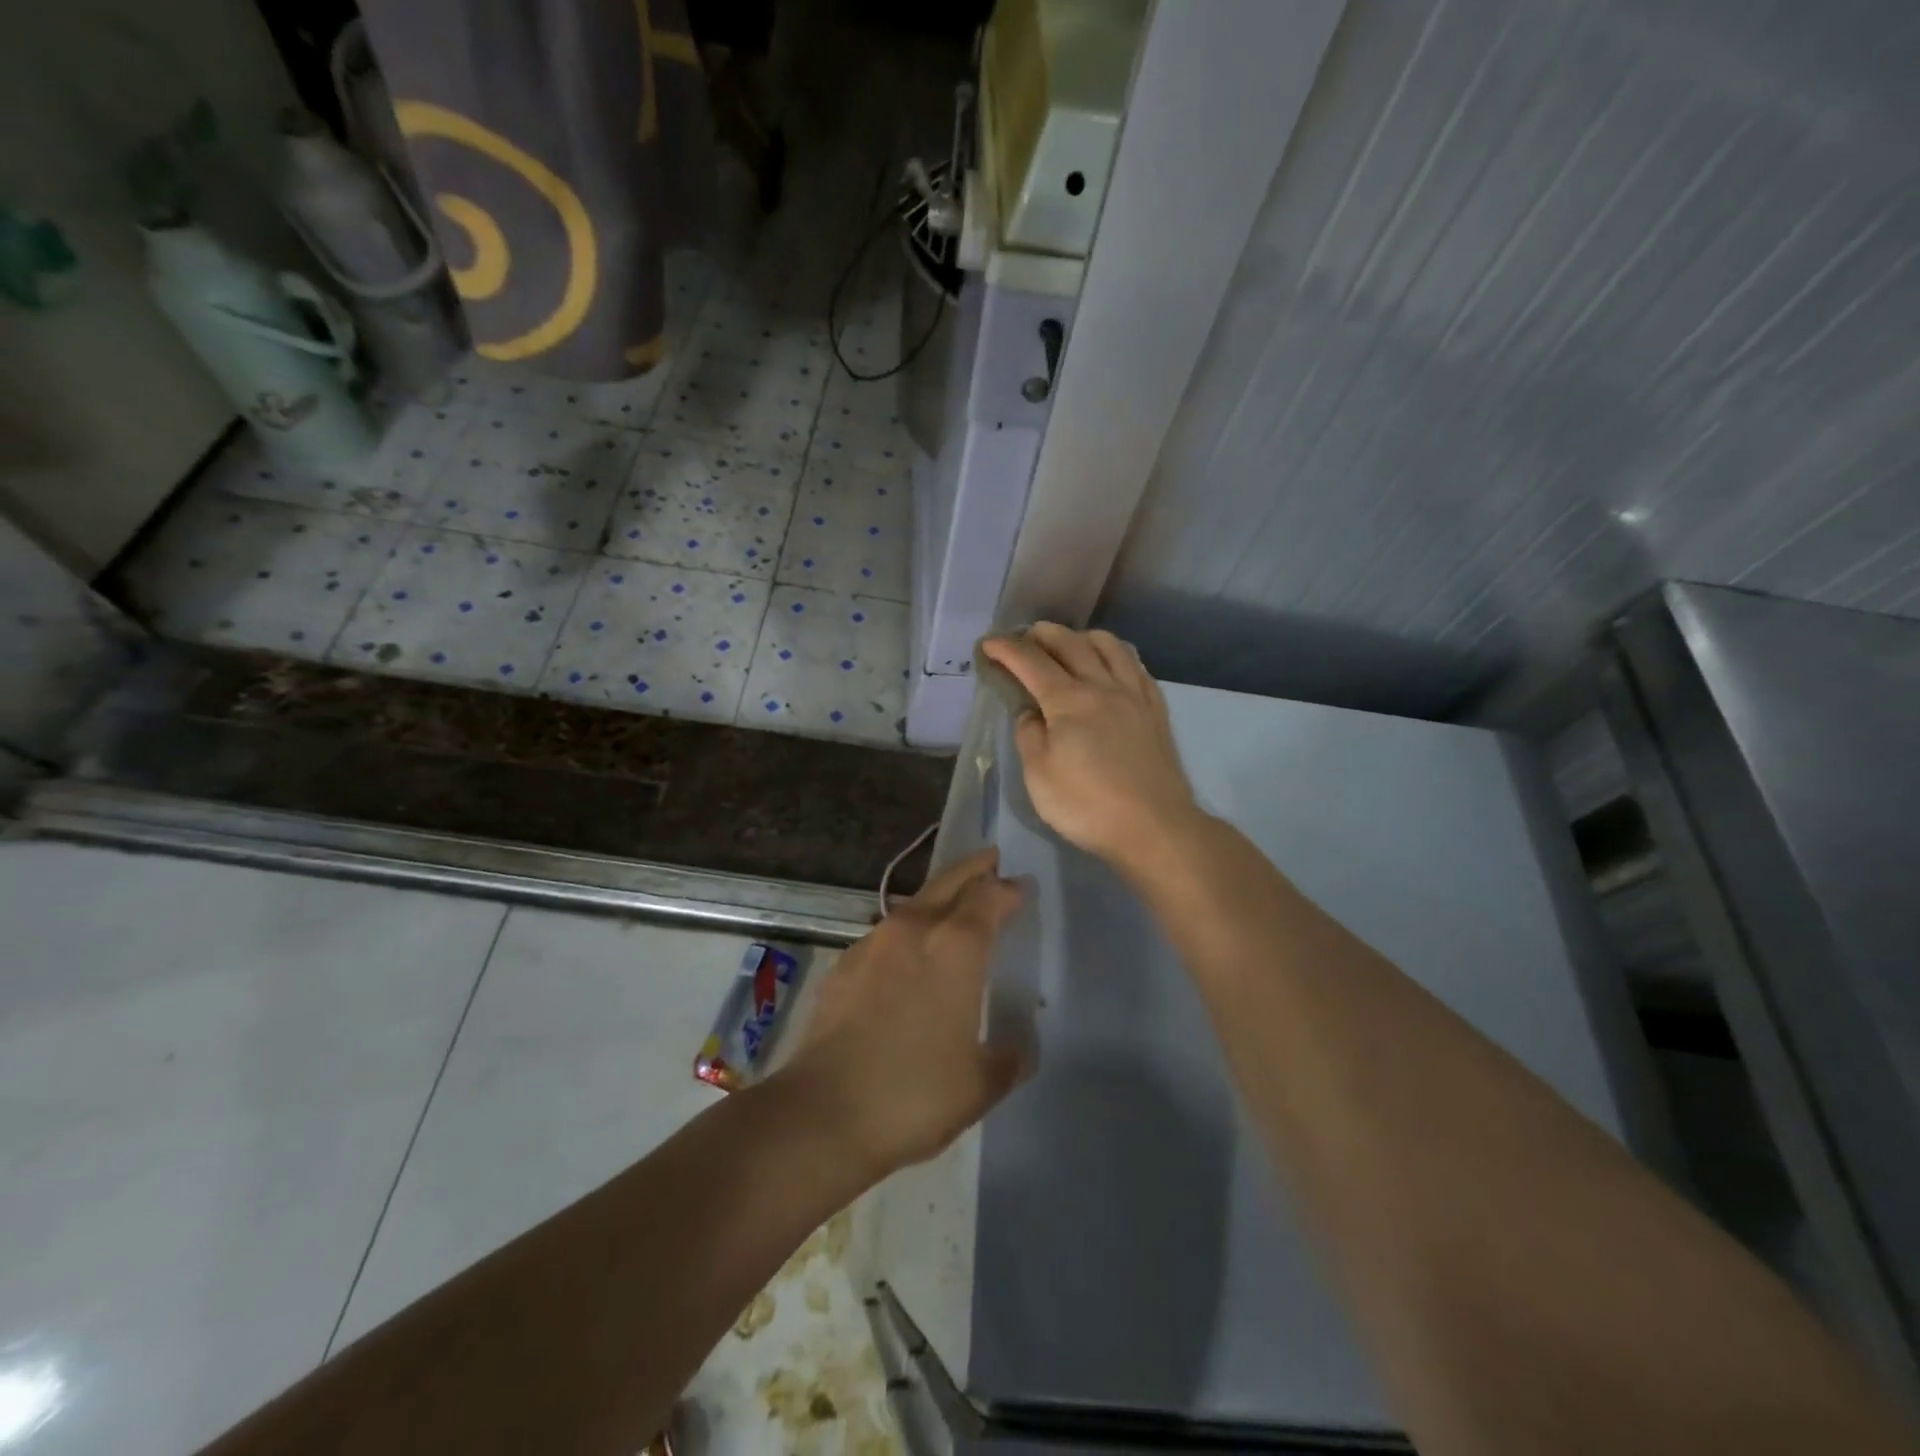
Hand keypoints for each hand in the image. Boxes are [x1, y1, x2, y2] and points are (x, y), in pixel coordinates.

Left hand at [777, 849, 1024, 1175]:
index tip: (1021, 888)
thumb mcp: (981, 1084)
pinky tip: (908, 955)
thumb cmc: (915, 1094)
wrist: (823, 1112)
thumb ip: (1009, 1057)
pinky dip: (907, 930)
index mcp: (956, 946)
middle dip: (973, 869)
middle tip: (991, 861)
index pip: (989, 898)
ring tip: (954, 904)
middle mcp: (915, 929)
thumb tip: (1019, 1046)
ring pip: (915, 903)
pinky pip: (886, 933)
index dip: (1008, 889)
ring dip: (939, 896)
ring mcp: (873, 943)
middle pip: (949, 882)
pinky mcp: (844, 964)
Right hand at [980, 624, 1202, 873]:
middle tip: (1026, 637)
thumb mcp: (1039, 776)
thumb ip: (1029, 736)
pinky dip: (1116, 654)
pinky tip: (1112, 666)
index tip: (989, 643)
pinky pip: (1136, 666)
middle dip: (1043, 634)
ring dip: (1083, 636)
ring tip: (1070, 643)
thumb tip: (1031, 713)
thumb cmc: (1087, 805)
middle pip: (1071, 643)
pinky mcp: (1156, 711)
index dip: (1007, 649)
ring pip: (1110, 646)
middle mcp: (1103, 686)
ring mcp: (1134, 695)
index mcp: (1069, 701)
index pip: (1031, 662)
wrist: (1154, 827)